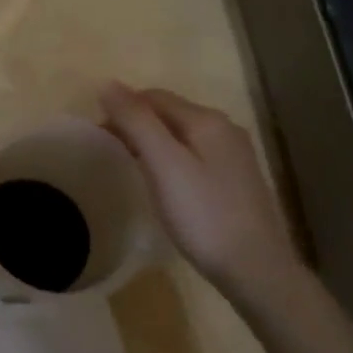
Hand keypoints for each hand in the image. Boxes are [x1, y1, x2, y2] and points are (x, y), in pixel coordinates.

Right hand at [101, 82, 306, 300]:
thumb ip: (136, 122)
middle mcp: (224, 129)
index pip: (154, 97)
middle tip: (108, 147)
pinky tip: (162, 180)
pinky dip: (170, 157)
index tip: (97, 132)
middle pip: (170, 112)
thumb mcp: (163, 164)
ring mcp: (234, 156)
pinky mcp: (236, 181)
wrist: (255, 268)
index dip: (122, 107)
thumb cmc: (203, 214)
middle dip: (136, 121)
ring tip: (129, 162)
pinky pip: (194, 154)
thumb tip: (108, 84)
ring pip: (182, 134)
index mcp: (206, 120)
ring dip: (152, 139)